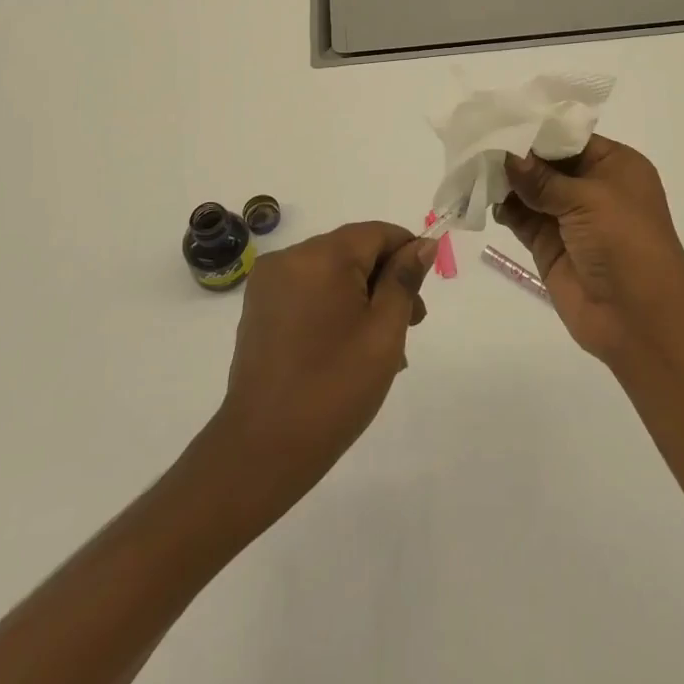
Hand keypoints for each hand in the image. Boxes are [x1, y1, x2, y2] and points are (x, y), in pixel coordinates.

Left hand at [212, 221, 436, 508]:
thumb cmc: (334, 388)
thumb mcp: (384, 332)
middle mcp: (289, 258)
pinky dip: (334, 307)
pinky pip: (308, 291)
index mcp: (320, 256)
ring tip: (384, 345)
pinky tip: (350, 346)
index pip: (376, 233)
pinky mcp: (259, 309)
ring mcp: (269, 284)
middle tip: (412, 324)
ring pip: (332, 273)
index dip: (406, 253)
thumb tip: (423, 245)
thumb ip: (404, 280)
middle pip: (353, 251)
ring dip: (362, 297)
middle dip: (385, 280)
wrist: (262, 451)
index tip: (424, 289)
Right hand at [497, 135, 683, 363]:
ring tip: (472, 165)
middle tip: (477, 139)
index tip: (499, 118)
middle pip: (546, 162)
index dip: (536, 130)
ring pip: (530, 190)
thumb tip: (506, 153)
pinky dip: (503, 207)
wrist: (639, 318)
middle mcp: (592, 186)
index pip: (569, 138)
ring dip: (504, 180)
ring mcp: (569, 217)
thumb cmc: (625, 242)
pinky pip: (521, 218)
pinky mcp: (549, 245)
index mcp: (614, 165)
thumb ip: (542, 178)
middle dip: (515, 154)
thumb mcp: (588, 199)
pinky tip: (482, 195)